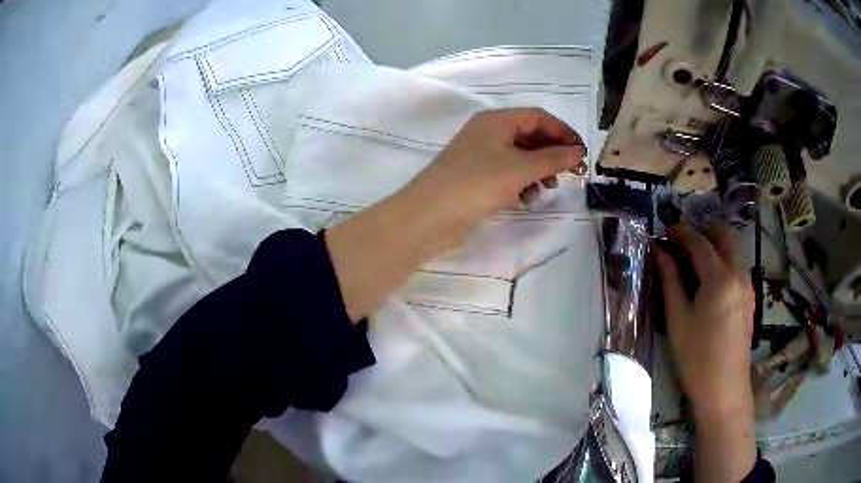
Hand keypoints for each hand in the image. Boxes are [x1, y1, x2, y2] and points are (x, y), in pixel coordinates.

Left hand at [327, 108, 585, 321]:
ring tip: (548, 188)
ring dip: (538, 170)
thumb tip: (578, 152)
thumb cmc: (475, 184)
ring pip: (520, 156)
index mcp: (497, 120)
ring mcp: (480, 155)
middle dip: (552, 153)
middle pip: (530, 135)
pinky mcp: (476, 177)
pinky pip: (507, 174)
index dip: (563, 132)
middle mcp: (488, 132)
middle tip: (571, 173)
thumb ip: (552, 159)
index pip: (539, 116)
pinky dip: (521, 183)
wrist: (429, 216)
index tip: (582, 152)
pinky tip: (526, 199)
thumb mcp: (519, 169)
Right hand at [655, 223, 756, 482]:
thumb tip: (660, 253)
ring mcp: (747, 285)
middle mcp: (738, 273)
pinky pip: (737, 265)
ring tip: (693, 262)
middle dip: (703, 231)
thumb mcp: (677, 320)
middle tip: (682, 244)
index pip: (699, 242)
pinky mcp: (750, 297)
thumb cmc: (696, 358)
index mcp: (719, 279)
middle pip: (724, 234)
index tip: (665, 231)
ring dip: (714, 245)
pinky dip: (723, 260)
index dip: (681, 232)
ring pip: (733, 248)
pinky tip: (709, 282)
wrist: (724, 389)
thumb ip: (670, 280)